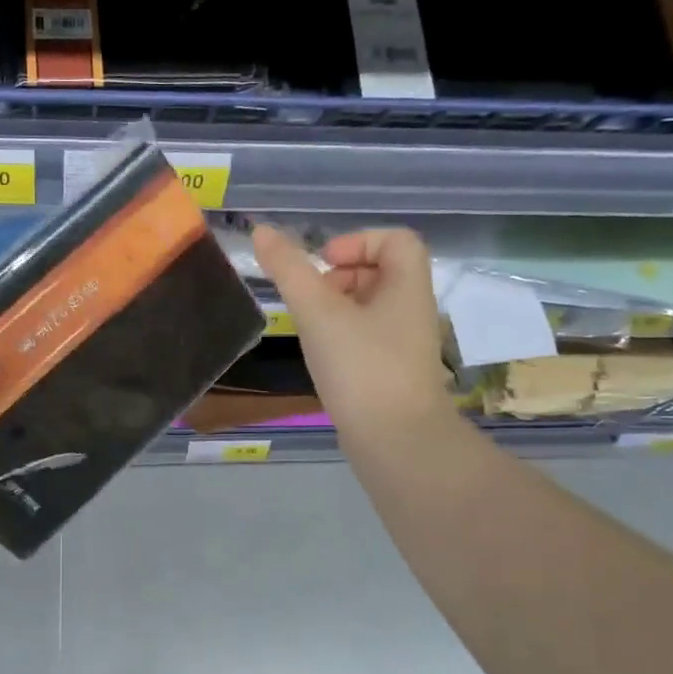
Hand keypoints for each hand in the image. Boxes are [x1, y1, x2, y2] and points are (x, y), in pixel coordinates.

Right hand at [251, 225, 455, 451]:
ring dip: (337, 307)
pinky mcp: (391, 372)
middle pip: (381, 271)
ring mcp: (403, 344)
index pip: (397, 240)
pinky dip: (342, 336)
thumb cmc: (361, 368)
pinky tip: (321, 357)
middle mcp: (411, 310)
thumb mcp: (318, 313)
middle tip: (312, 297)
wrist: (395, 442)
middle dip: (341, 275)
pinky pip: (367, 337)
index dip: (358, 241)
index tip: (324, 264)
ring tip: (310, 328)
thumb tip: (261, 231)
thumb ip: (289, 270)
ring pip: (370, 306)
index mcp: (407, 287)